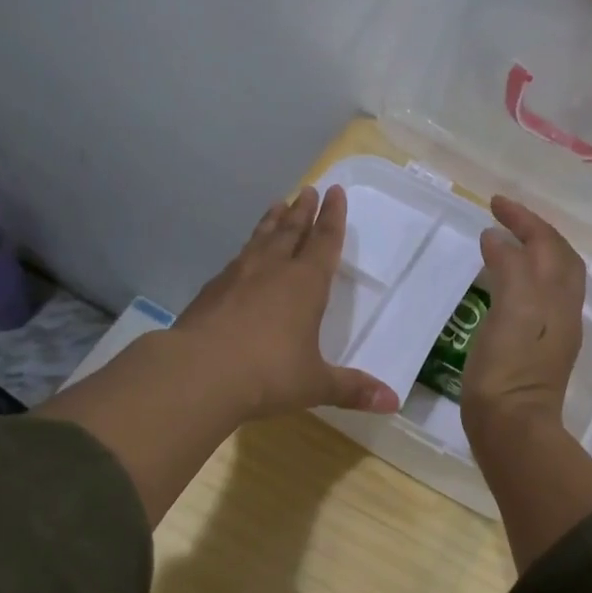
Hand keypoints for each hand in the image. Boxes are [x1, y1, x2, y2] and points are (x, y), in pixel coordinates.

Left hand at [173, 185, 399, 421]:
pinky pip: (237, 259)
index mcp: (305, 284)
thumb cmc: (268, 374)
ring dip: (272, 221)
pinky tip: (243, 255)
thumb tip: (393, 402)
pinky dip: (247, 249)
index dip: (333, 217)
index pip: (324, 241)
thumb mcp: (315, 384)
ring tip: (278, 204)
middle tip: (309, 190)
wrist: (198, 373)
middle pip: (291, 231)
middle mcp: (273, 270)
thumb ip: (352, 389)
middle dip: (303, 211)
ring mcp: (238, 276)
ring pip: (261, 238)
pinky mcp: (211, 290)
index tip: (335, 192)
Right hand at [462, 196, 585, 435]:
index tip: (495, 203)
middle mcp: (564, 309)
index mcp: (558, 296)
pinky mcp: (540, 350)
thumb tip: (497, 238)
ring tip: (506, 244)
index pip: (547, 244)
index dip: (524, 219)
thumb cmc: (508, 368)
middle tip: (504, 217)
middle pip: (558, 258)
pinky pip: (539, 299)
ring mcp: (555, 331)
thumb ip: (509, 267)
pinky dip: (524, 278)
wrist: (513, 427)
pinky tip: (505, 286)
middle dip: (535, 231)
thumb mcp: (511, 309)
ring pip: (552, 279)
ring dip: (533, 253)